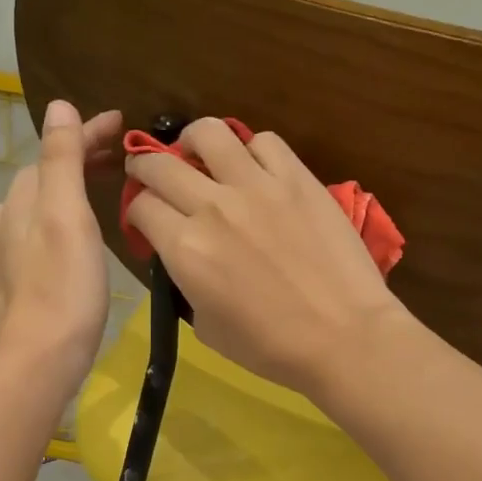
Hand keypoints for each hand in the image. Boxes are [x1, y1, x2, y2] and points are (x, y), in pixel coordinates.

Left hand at [0, 101, 122, 384]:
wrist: (38, 359)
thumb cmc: (62, 286)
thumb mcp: (66, 215)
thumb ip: (61, 159)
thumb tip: (58, 105)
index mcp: (25, 198)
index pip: (56, 149)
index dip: (88, 132)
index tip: (123, 122)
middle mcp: (11, 218)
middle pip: (48, 173)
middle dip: (82, 155)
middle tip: (122, 153)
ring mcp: (11, 251)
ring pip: (44, 202)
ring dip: (74, 184)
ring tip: (107, 186)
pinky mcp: (19, 279)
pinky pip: (44, 229)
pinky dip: (67, 215)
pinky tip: (82, 233)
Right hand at [125, 117, 408, 394]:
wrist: (344, 335)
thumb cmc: (272, 347)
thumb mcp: (206, 327)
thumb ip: (186, 283)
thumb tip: (187, 258)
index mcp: (185, 248)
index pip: (141, 206)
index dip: (137, 212)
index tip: (146, 219)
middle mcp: (212, 207)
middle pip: (160, 165)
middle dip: (146, 168)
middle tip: (153, 174)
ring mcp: (257, 186)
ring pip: (209, 133)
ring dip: (193, 141)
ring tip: (199, 153)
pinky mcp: (297, 178)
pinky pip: (264, 142)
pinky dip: (252, 150)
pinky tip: (255, 167)